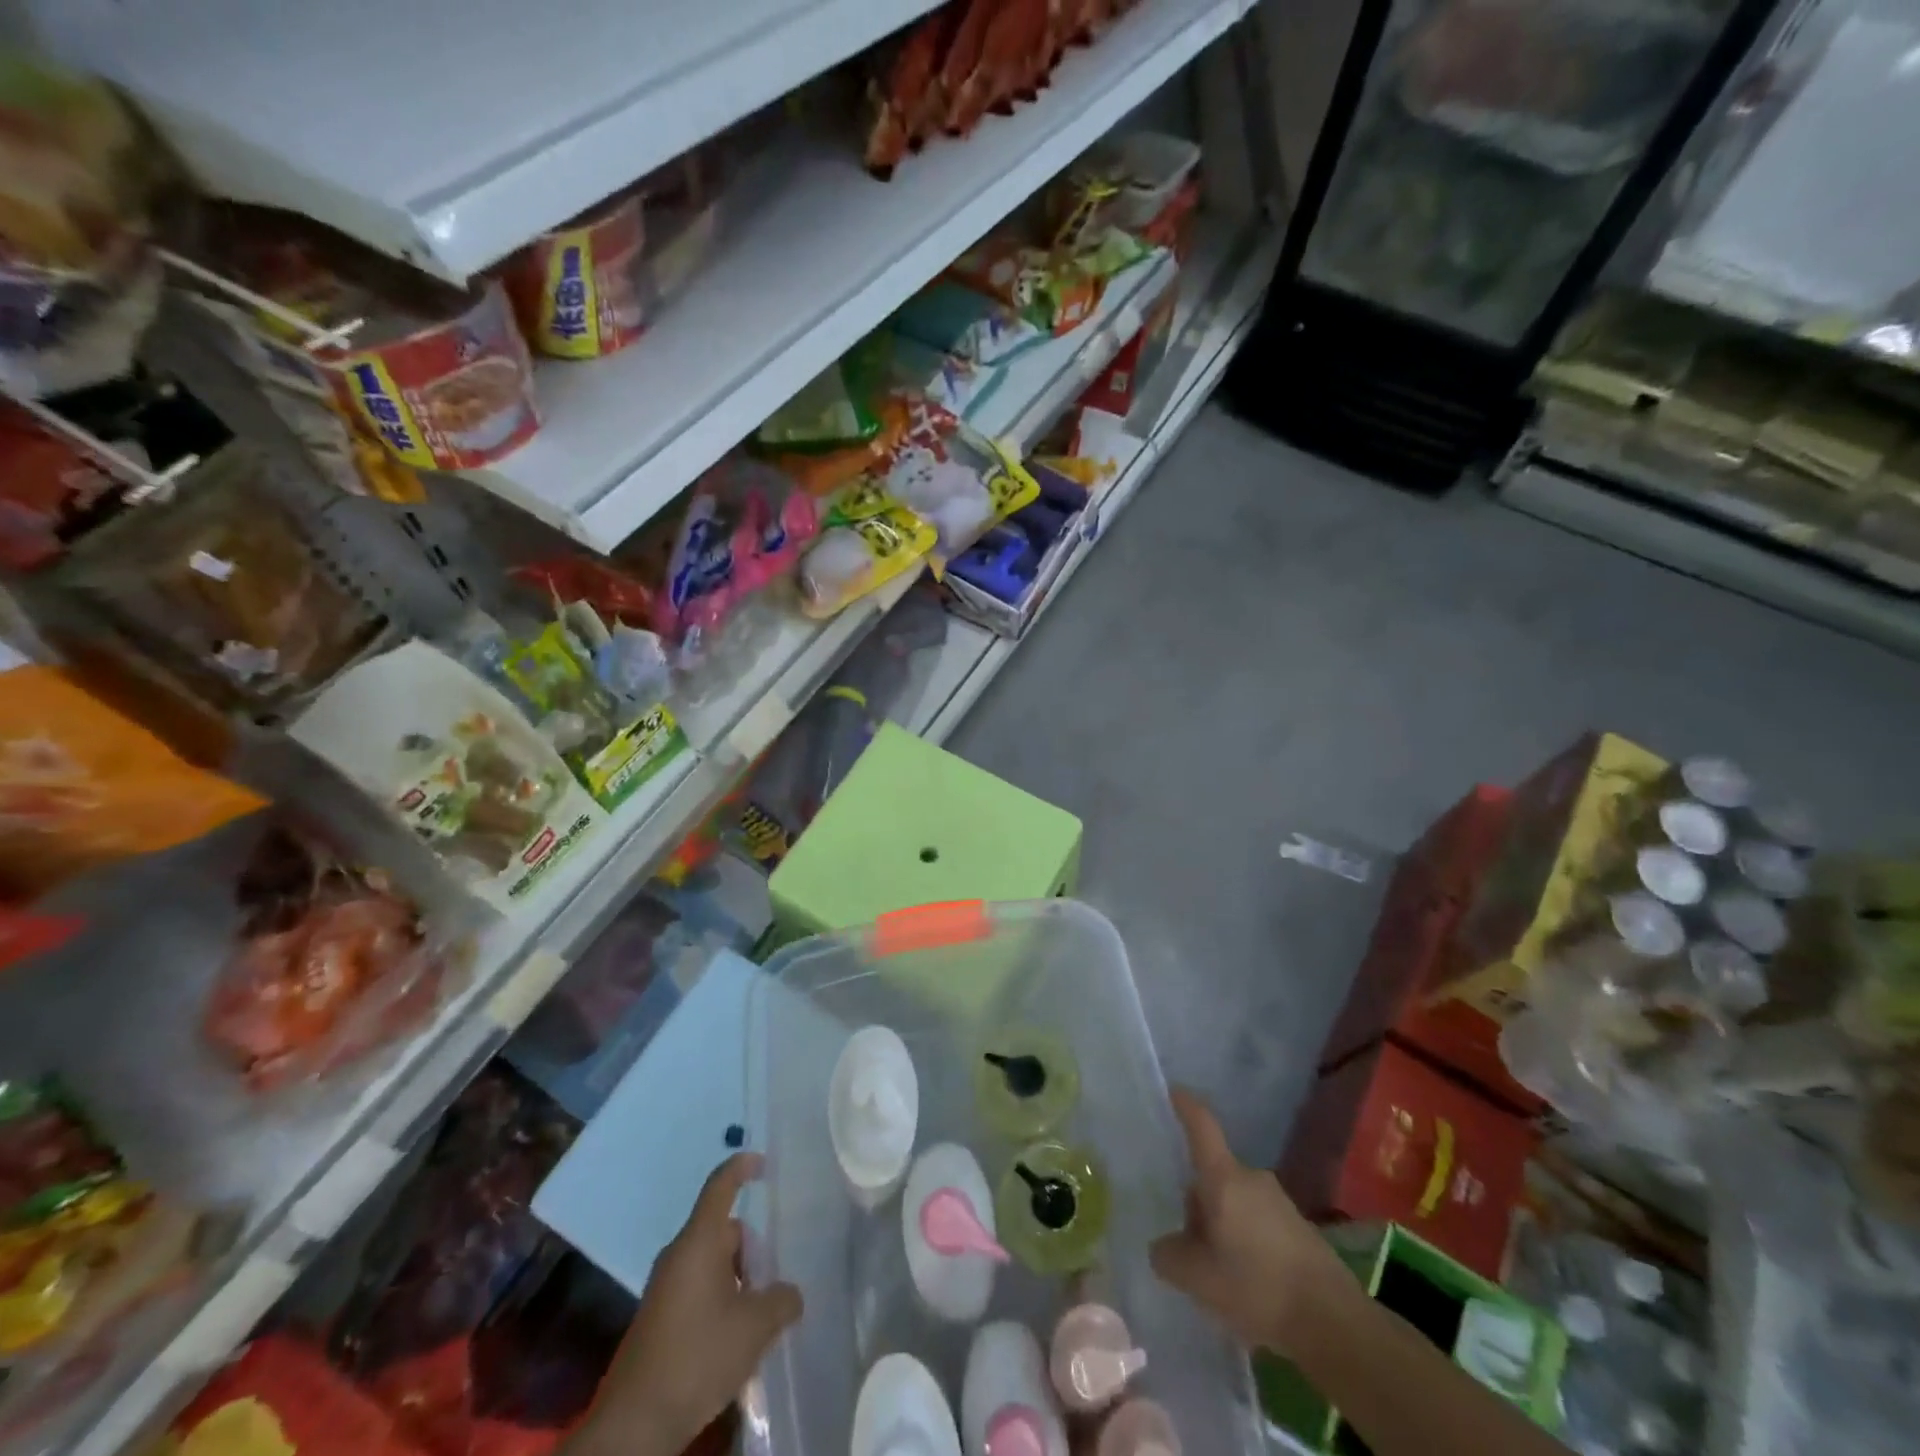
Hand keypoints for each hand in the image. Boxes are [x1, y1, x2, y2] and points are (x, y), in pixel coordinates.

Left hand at [575, 1153, 802, 1455]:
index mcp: (699, 1241)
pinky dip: (721, 1303)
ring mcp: (665, 1288)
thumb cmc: (698, 1357)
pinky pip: (699, 1291)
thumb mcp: (755, 1327)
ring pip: (712, 1265)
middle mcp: (679, 1255)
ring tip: (759, 1319)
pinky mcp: (658, 1319)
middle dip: (752, 1252)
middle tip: (774, 1282)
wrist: (634, 1427)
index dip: (742, 1167)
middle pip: (724, 1232)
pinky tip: (735, 1342)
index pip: (720, 1186)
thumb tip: (789, 1294)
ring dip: (738, 1283)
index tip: (762, 1162)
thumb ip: (782, 1299)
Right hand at [1149, 1088, 1351, 1357]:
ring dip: (1222, 1224)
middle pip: (1214, 1175)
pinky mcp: (1299, 1229)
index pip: (1202, 1126)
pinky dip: (1245, 1242)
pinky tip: (1247, 1283)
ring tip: (1217, 1271)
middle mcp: (1252, 1178)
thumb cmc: (1257, 1287)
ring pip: (1235, 1201)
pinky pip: (1258, 1222)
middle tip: (1186, 1242)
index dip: (1186, 1105)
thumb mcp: (1196, 1278)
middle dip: (1198, 1202)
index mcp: (1224, 1177)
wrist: (1334, 1324)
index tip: (1173, 1091)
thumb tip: (1164, 1245)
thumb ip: (1169, 1255)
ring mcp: (1279, 1202)